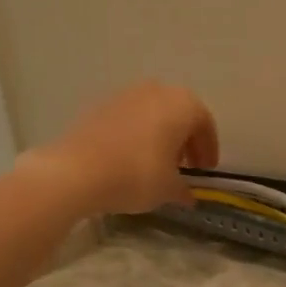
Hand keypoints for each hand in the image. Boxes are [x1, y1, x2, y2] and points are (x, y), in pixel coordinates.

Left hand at [32, 82, 219, 214]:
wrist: (76, 171)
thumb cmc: (136, 175)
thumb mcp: (168, 189)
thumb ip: (183, 189)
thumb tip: (188, 195)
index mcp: (182, 105)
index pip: (205, 124)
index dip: (209, 149)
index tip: (205, 170)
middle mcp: (157, 91)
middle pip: (180, 114)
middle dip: (186, 140)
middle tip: (185, 166)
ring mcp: (126, 95)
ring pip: (154, 114)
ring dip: (161, 136)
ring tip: (158, 164)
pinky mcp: (100, 105)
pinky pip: (131, 118)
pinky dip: (138, 135)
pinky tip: (132, 158)